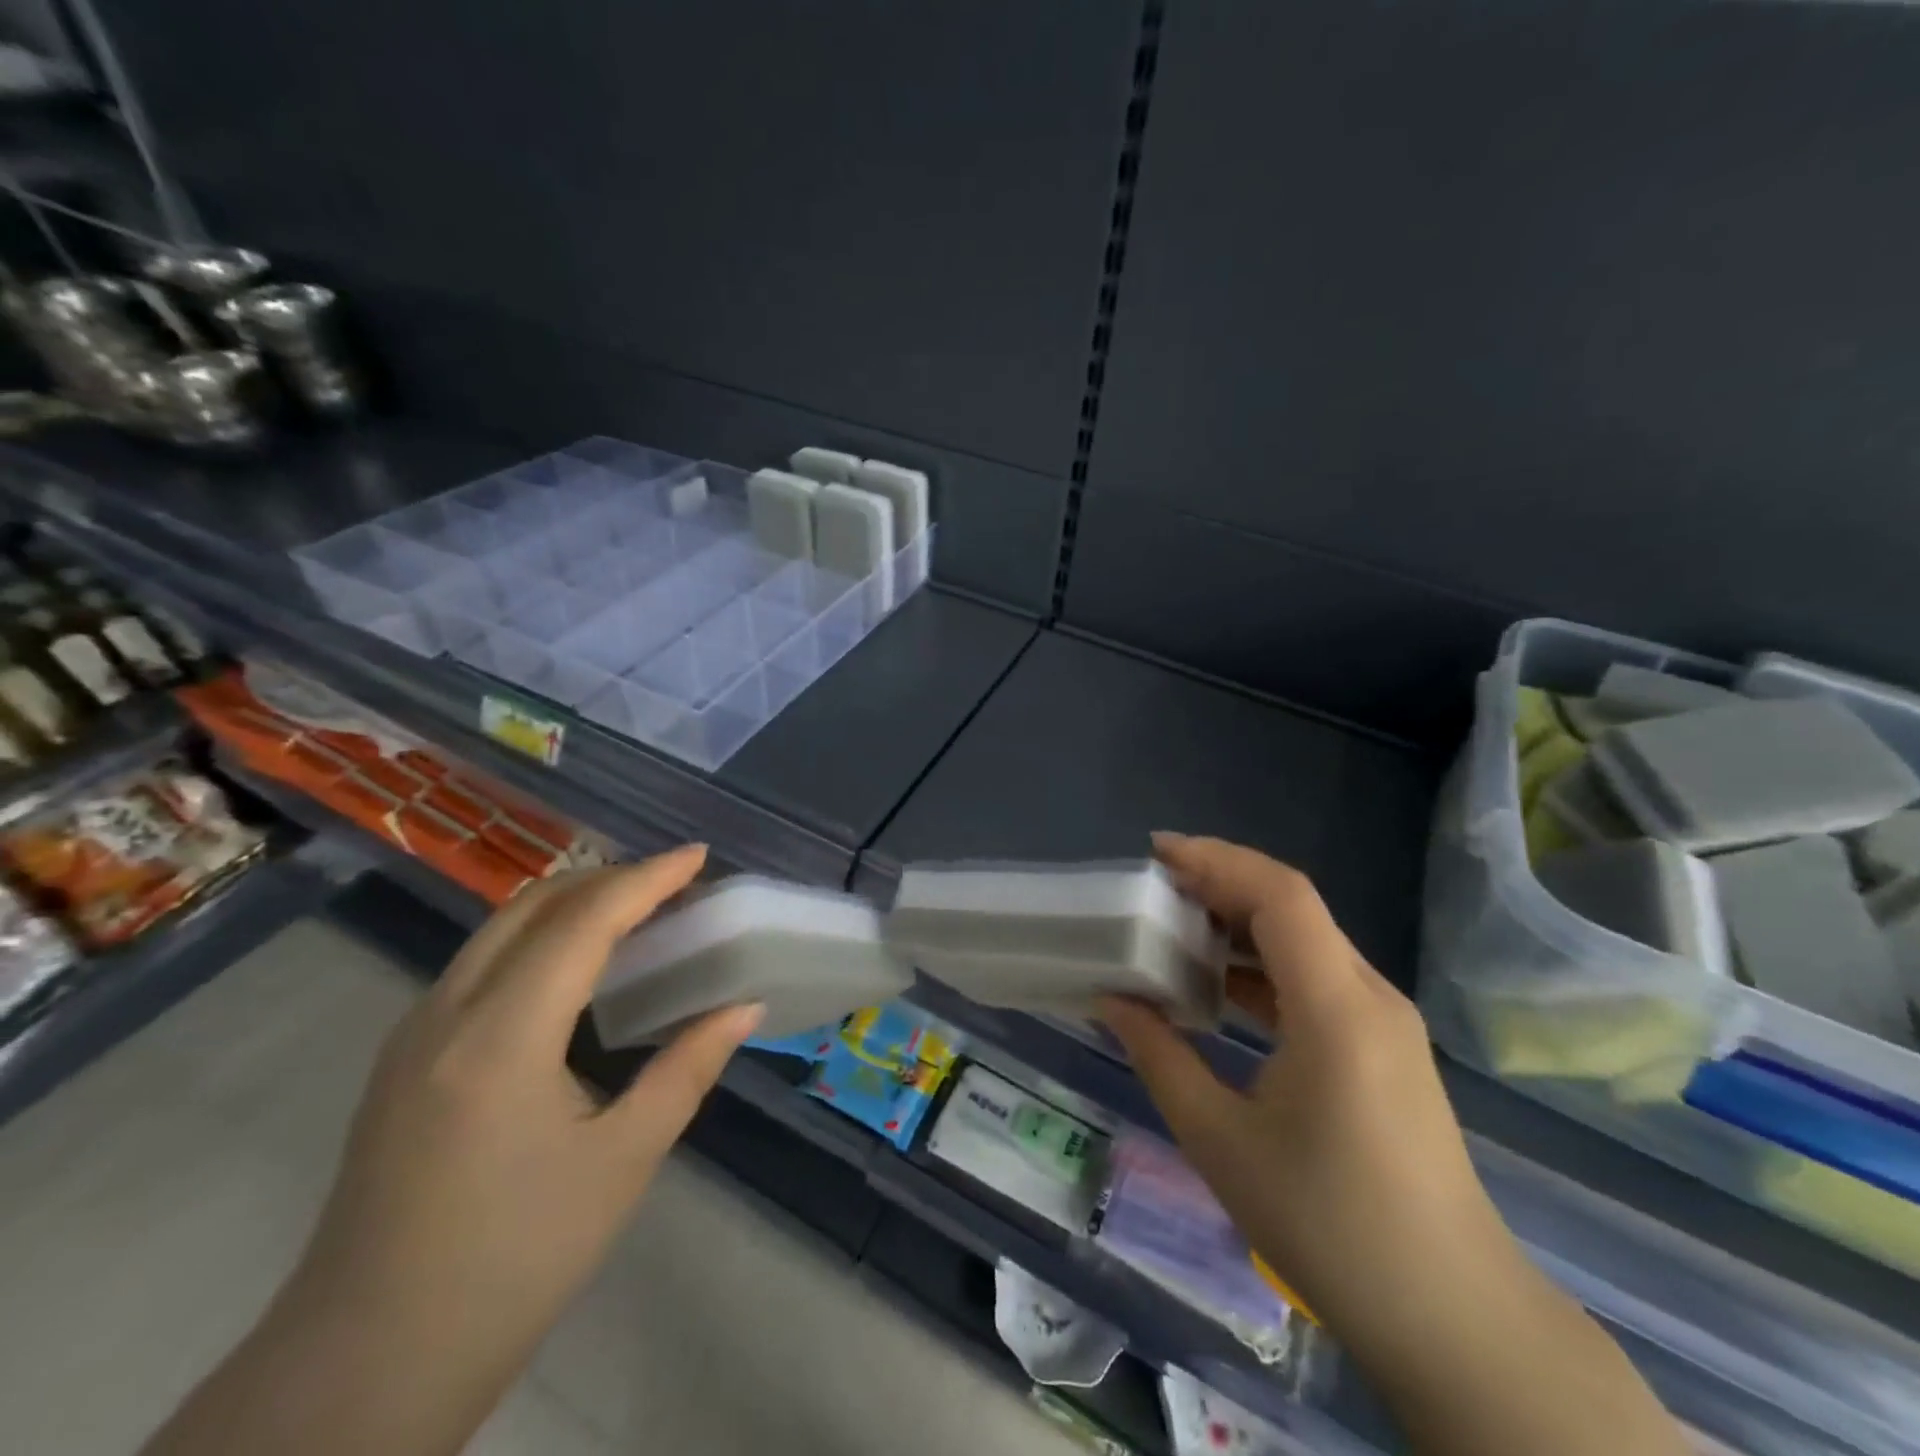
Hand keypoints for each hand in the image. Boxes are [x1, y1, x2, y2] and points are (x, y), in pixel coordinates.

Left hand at [297, 842, 760, 1343]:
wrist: (364, 1366)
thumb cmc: (513, 1261)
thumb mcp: (624, 1161)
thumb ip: (689, 1068)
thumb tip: (746, 1006)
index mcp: (501, 1037)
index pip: (584, 922)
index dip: (647, 879)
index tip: (698, 856)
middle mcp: (446, 1014)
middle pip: (534, 906)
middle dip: (610, 879)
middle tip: (674, 885)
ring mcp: (413, 1035)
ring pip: (499, 929)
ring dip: (572, 904)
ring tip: (637, 914)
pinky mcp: (402, 1059)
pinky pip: (480, 963)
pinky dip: (539, 938)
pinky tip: (575, 968)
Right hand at [1101, 836, 1686, 1455]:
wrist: (1453, 1317)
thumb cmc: (1329, 1226)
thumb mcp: (1219, 1140)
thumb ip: (1158, 1056)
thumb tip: (1110, 999)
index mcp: (1336, 1009)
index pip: (1280, 895)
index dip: (1216, 860)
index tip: (1156, 854)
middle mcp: (1369, 996)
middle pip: (1292, 907)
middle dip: (1218, 884)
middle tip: (1151, 889)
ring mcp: (1384, 1021)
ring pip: (1304, 941)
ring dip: (1239, 925)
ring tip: (1173, 928)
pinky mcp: (1384, 1046)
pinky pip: (1316, 978)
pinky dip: (1262, 966)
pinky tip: (1218, 987)